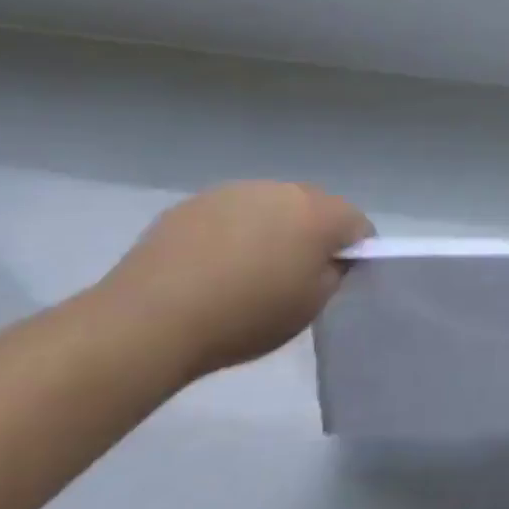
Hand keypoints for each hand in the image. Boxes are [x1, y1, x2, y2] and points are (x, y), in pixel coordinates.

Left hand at [101, 182, 371, 377]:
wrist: (151, 318)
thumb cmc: (244, 317)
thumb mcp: (309, 308)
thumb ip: (333, 275)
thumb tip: (331, 259)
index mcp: (320, 214)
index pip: (358, 224)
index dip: (355, 251)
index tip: (339, 278)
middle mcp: (284, 190)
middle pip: (315, 207)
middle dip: (313, 234)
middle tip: (294, 275)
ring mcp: (237, 190)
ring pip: (272, 206)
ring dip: (272, 228)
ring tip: (247, 271)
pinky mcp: (197, 201)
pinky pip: (232, 212)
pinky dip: (233, 231)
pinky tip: (212, 266)